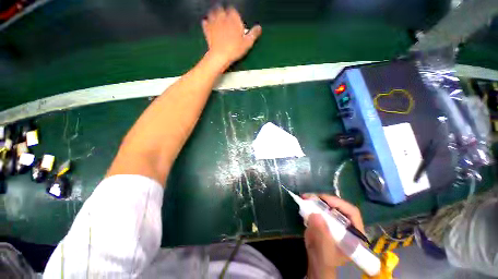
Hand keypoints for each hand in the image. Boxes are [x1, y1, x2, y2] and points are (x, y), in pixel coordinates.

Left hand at [202, 6, 261, 65]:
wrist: (220, 56)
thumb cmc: (235, 49)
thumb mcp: (247, 43)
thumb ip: (253, 34)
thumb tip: (259, 27)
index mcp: (233, 18)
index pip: (233, 11)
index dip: (234, 15)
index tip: (235, 21)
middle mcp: (223, 17)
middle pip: (222, 9)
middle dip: (223, 13)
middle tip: (226, 20)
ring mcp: (213, 22)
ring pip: (212, 13)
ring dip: (215, 15)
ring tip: (217, 20)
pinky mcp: (207, 29)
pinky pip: (205, 22)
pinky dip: (207, 23)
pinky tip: (208, 25)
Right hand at [303, 194, 364, 278]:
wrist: (317, 264)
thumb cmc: (326, 262)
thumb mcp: (325, 252)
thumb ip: (322, 235)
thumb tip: (315, 214)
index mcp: (354, 233)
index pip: (352, 212)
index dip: (339, 204)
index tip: (323, 200)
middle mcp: (346, 224)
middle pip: (338, 206)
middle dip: (324, 200)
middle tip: (310, 197)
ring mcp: (335, 221)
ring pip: (328, 205)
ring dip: (316, 200)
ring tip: (305, 198)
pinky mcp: (325, 220)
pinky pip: (320, 208)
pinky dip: (312, 204)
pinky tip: (304, 203)